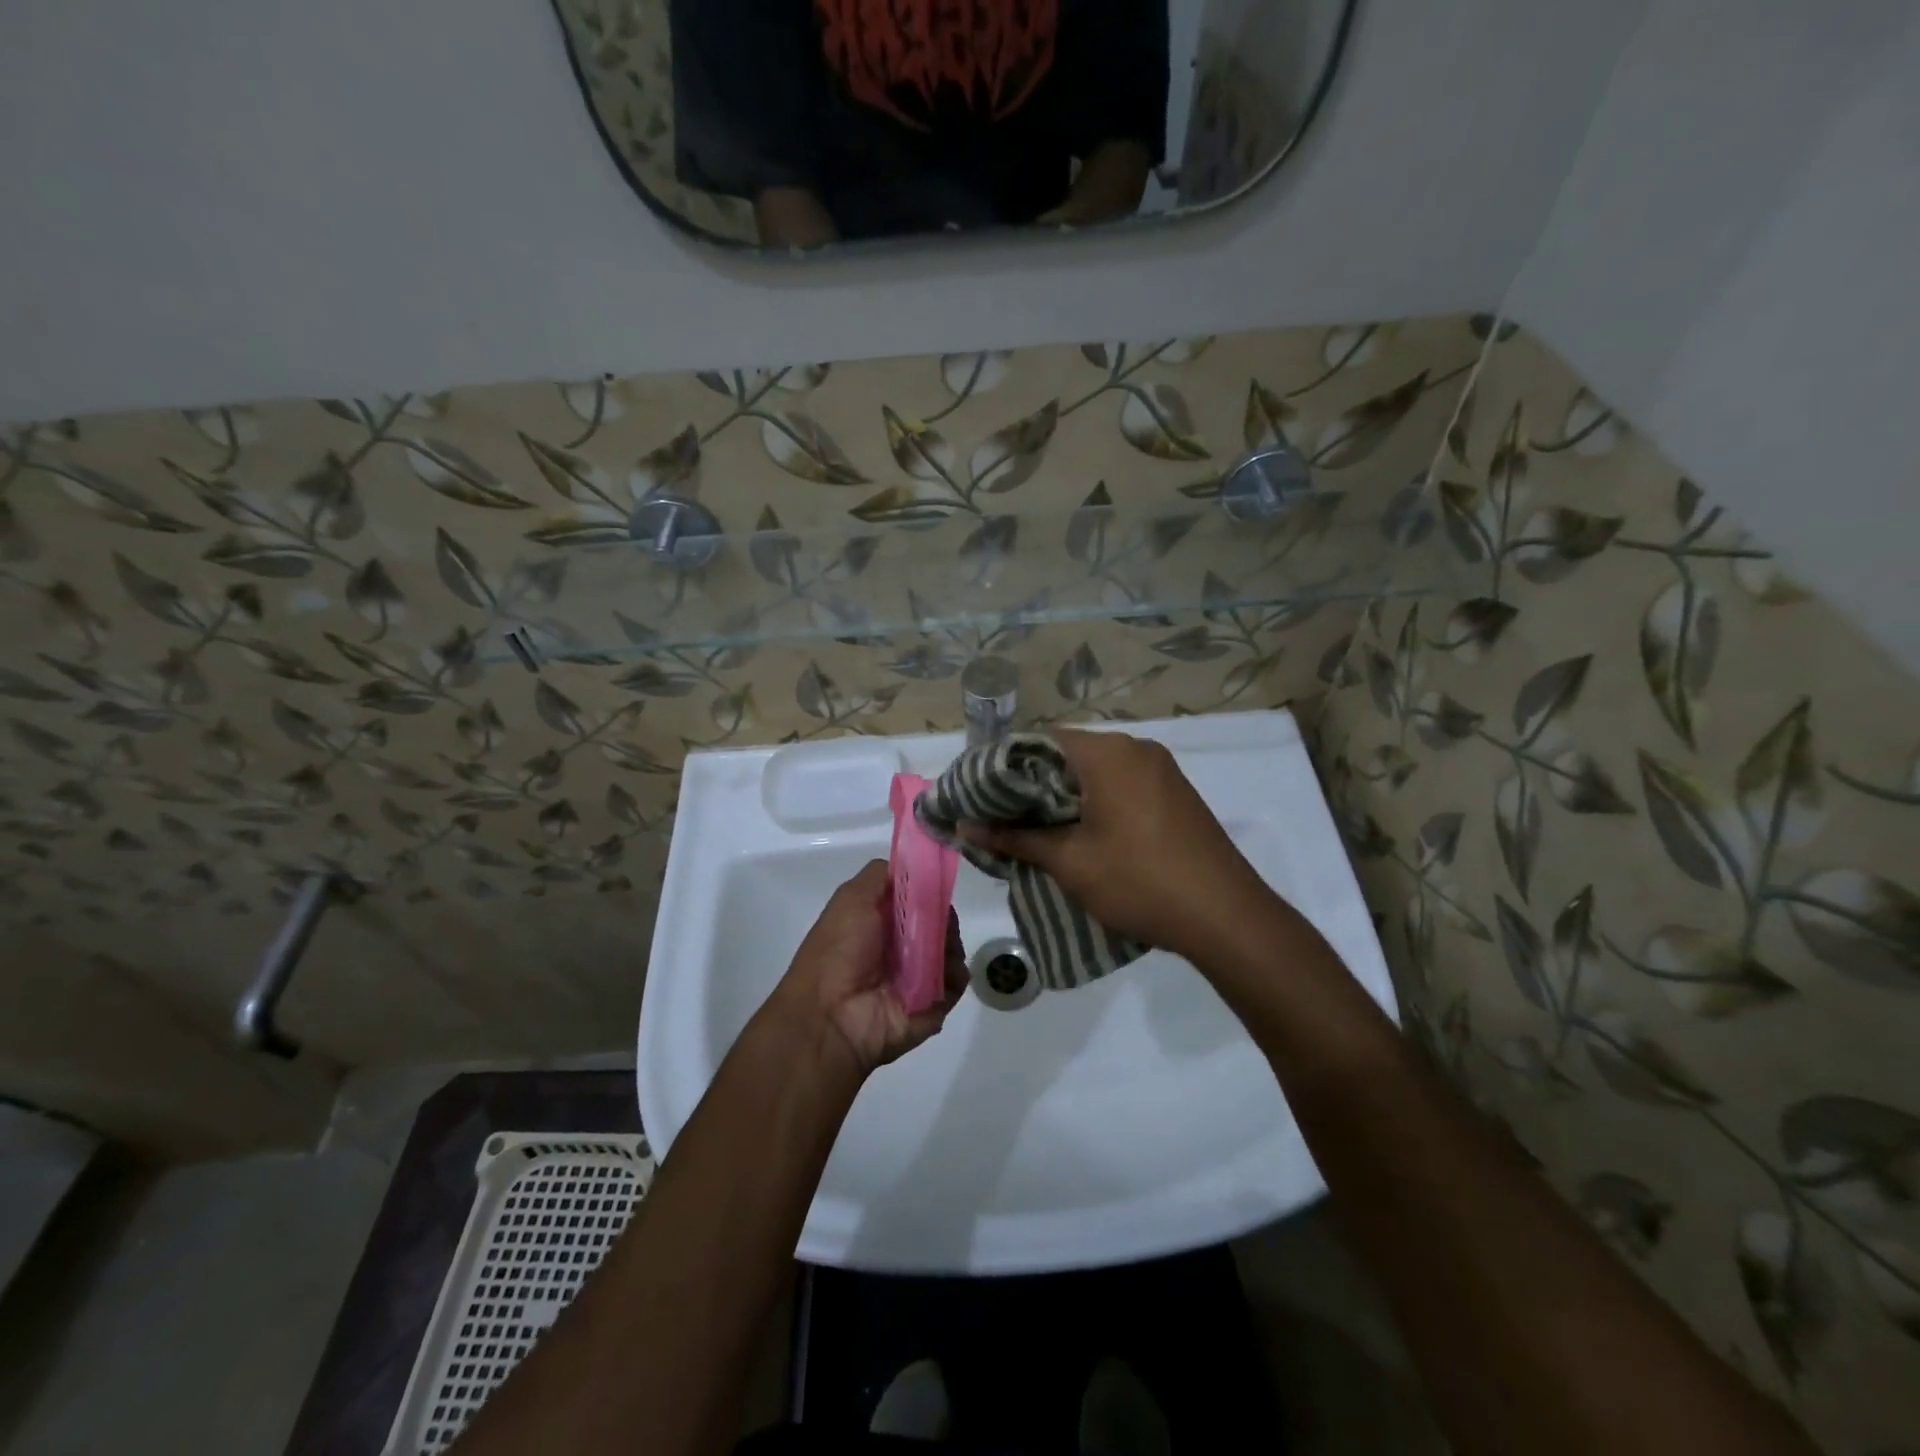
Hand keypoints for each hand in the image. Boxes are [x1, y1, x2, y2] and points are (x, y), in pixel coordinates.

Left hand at [767, 860, 966, 1079]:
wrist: (830, 1016)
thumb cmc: (838, 951)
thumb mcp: (852, 898)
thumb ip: (881, 876)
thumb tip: (913, 865)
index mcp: (882, 922)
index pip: (919, 897)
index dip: (929, 888)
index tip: (936, 883)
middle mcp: (903, 947)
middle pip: (940, 921)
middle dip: (943, 915)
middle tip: (934, 920)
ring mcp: (921, 975)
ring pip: (953, 947)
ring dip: (950, 942)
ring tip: (934, 949)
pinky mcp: (936, 1002)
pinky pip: (958, 980)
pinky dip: (955, 972)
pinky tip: (940, 971)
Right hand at [962, 729, 1273, 963]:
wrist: (1226, 917)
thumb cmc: (1139, 881)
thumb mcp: (1069, 861)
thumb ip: (1014, 837)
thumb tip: (963, 826)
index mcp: (1108, 752)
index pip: (1039, 740)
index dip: (1004, 766)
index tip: (980, 795)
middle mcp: (1136, 748)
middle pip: (1067, 754)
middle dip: (1032, 784)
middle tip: (1000, 817)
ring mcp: (1161, 770)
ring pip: (1095, 771)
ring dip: (1063, 795)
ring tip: (1034, 829)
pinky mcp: (1175, 793)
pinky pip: (1121, 784)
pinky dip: (1094, 802)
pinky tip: (1080, 834)